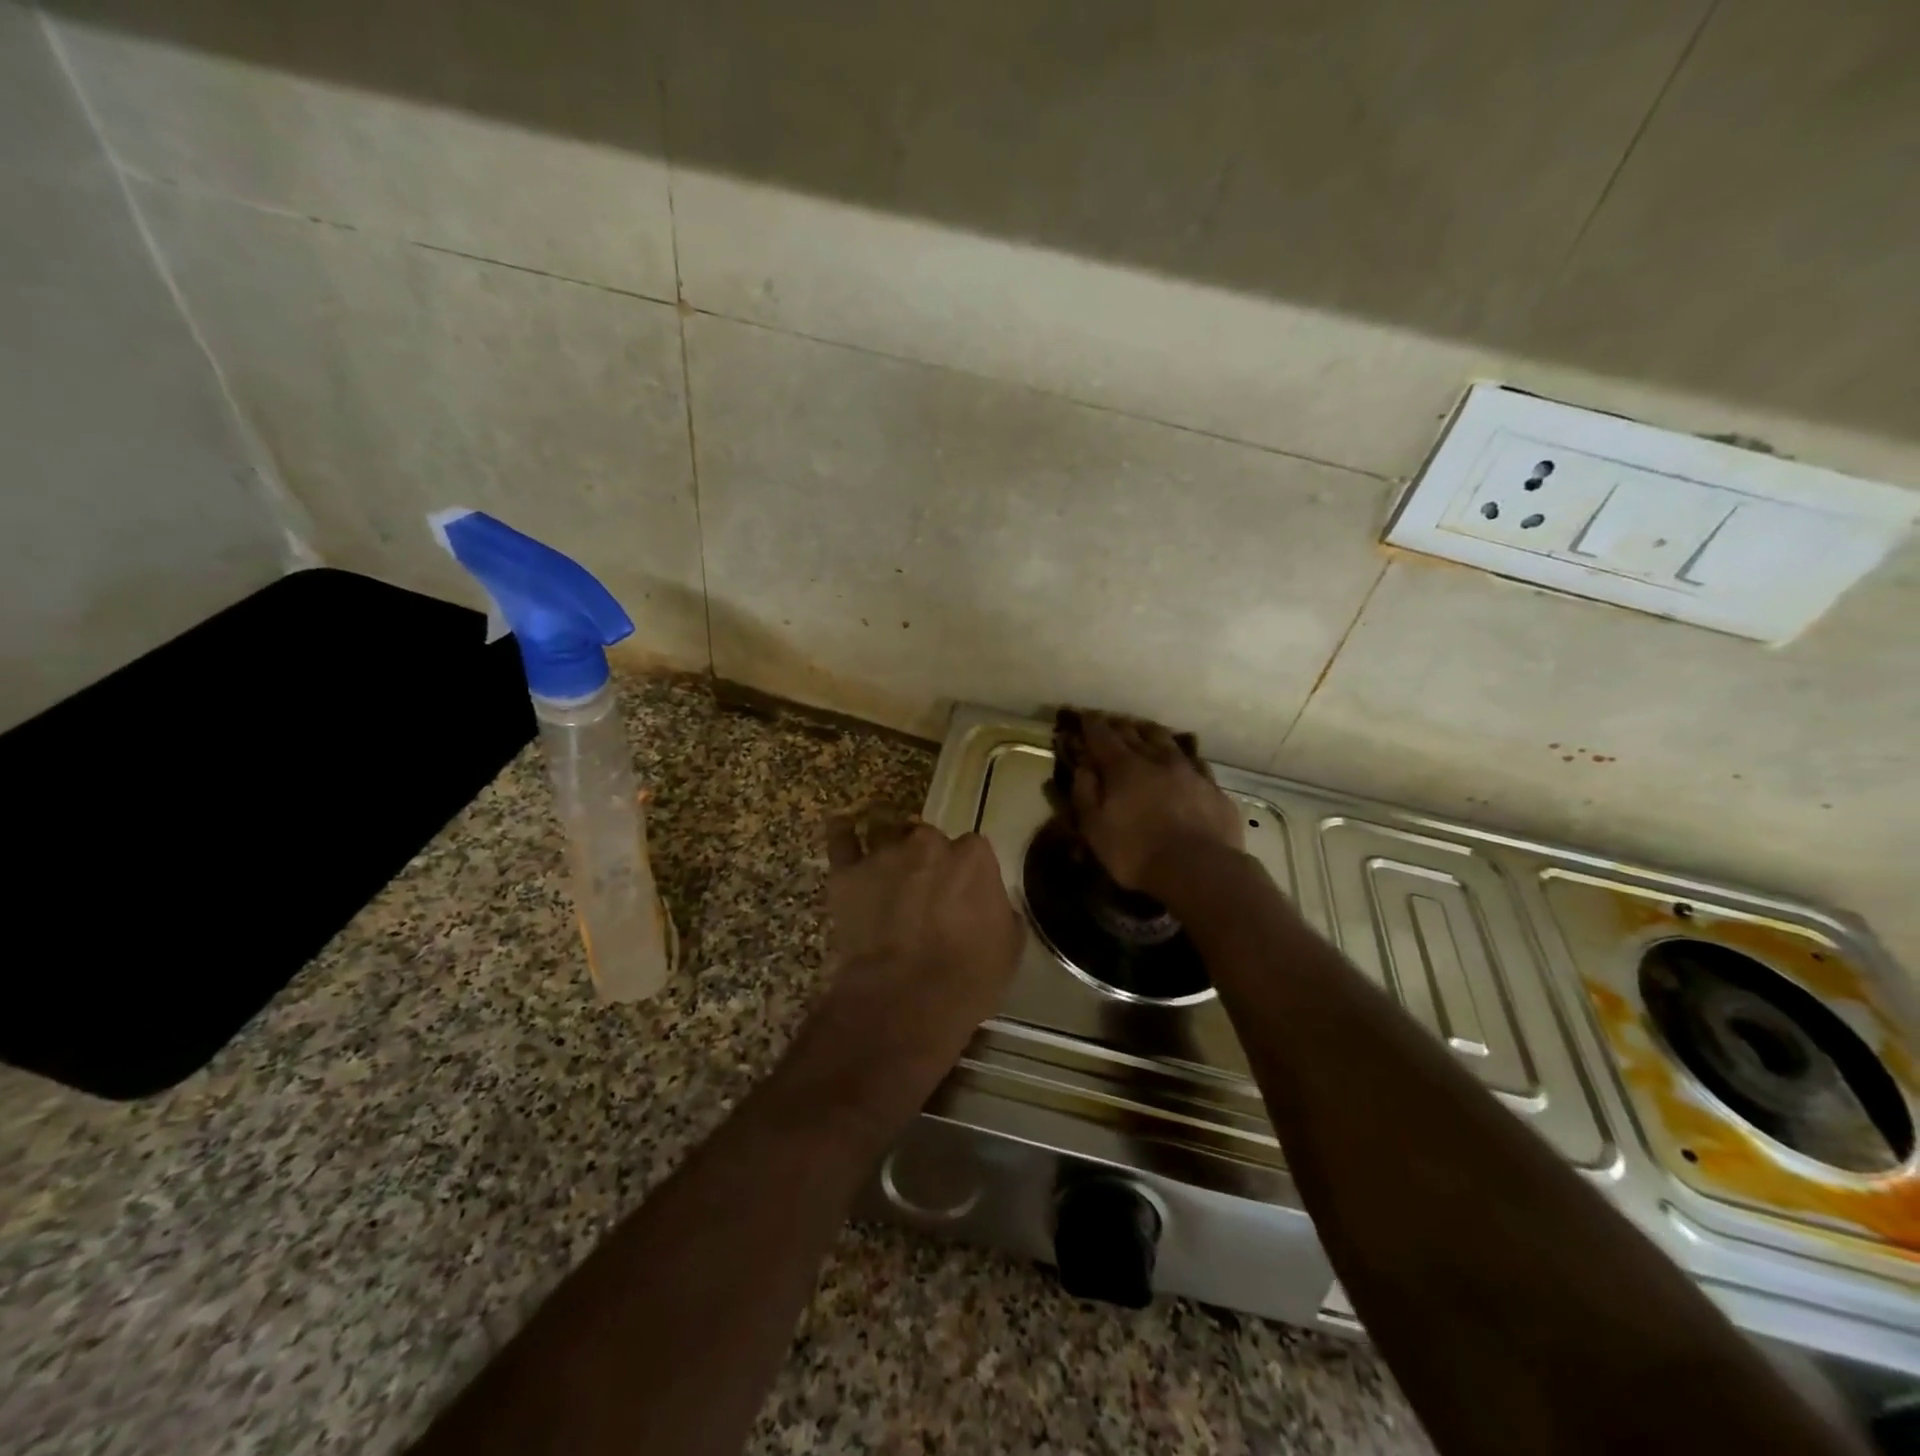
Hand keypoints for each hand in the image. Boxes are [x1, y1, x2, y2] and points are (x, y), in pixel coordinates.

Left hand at [800, 809, 1024, 1123]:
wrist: (906, 999)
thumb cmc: (967, 978)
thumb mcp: (1009, 946)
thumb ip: (999, 910)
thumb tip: (989, 903)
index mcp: (973, 856)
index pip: (973, 850)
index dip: (966, 874)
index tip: (963, 895)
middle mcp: (929, 843)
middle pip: (930, 840)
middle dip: (929, 860)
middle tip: (926, 893)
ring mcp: (885, 854)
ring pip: (890, 838)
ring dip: (892, 852)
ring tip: (889, 876)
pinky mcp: (848, 873)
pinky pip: (842, 840)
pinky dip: (844, 832)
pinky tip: (844, 828)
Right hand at [1069, 713, 1244, 896]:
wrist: (1200, 869)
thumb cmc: (1136, 852)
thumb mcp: (1095, 828)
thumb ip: (1085, 792)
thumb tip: (1084, 765)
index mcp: (1123, 767)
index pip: (1102, 736)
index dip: (1091, 724)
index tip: (1084, 716)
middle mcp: (1157, 759)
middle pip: (1135, 732)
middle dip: (1119, 725)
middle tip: (1110, 722)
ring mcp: (1189, 771)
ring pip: (1167, 741)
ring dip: (1151, 733)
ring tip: (1144, 730)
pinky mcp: (1213, 788)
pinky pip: (1194, 763)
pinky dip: (1182, 758)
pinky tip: (1183, 762)